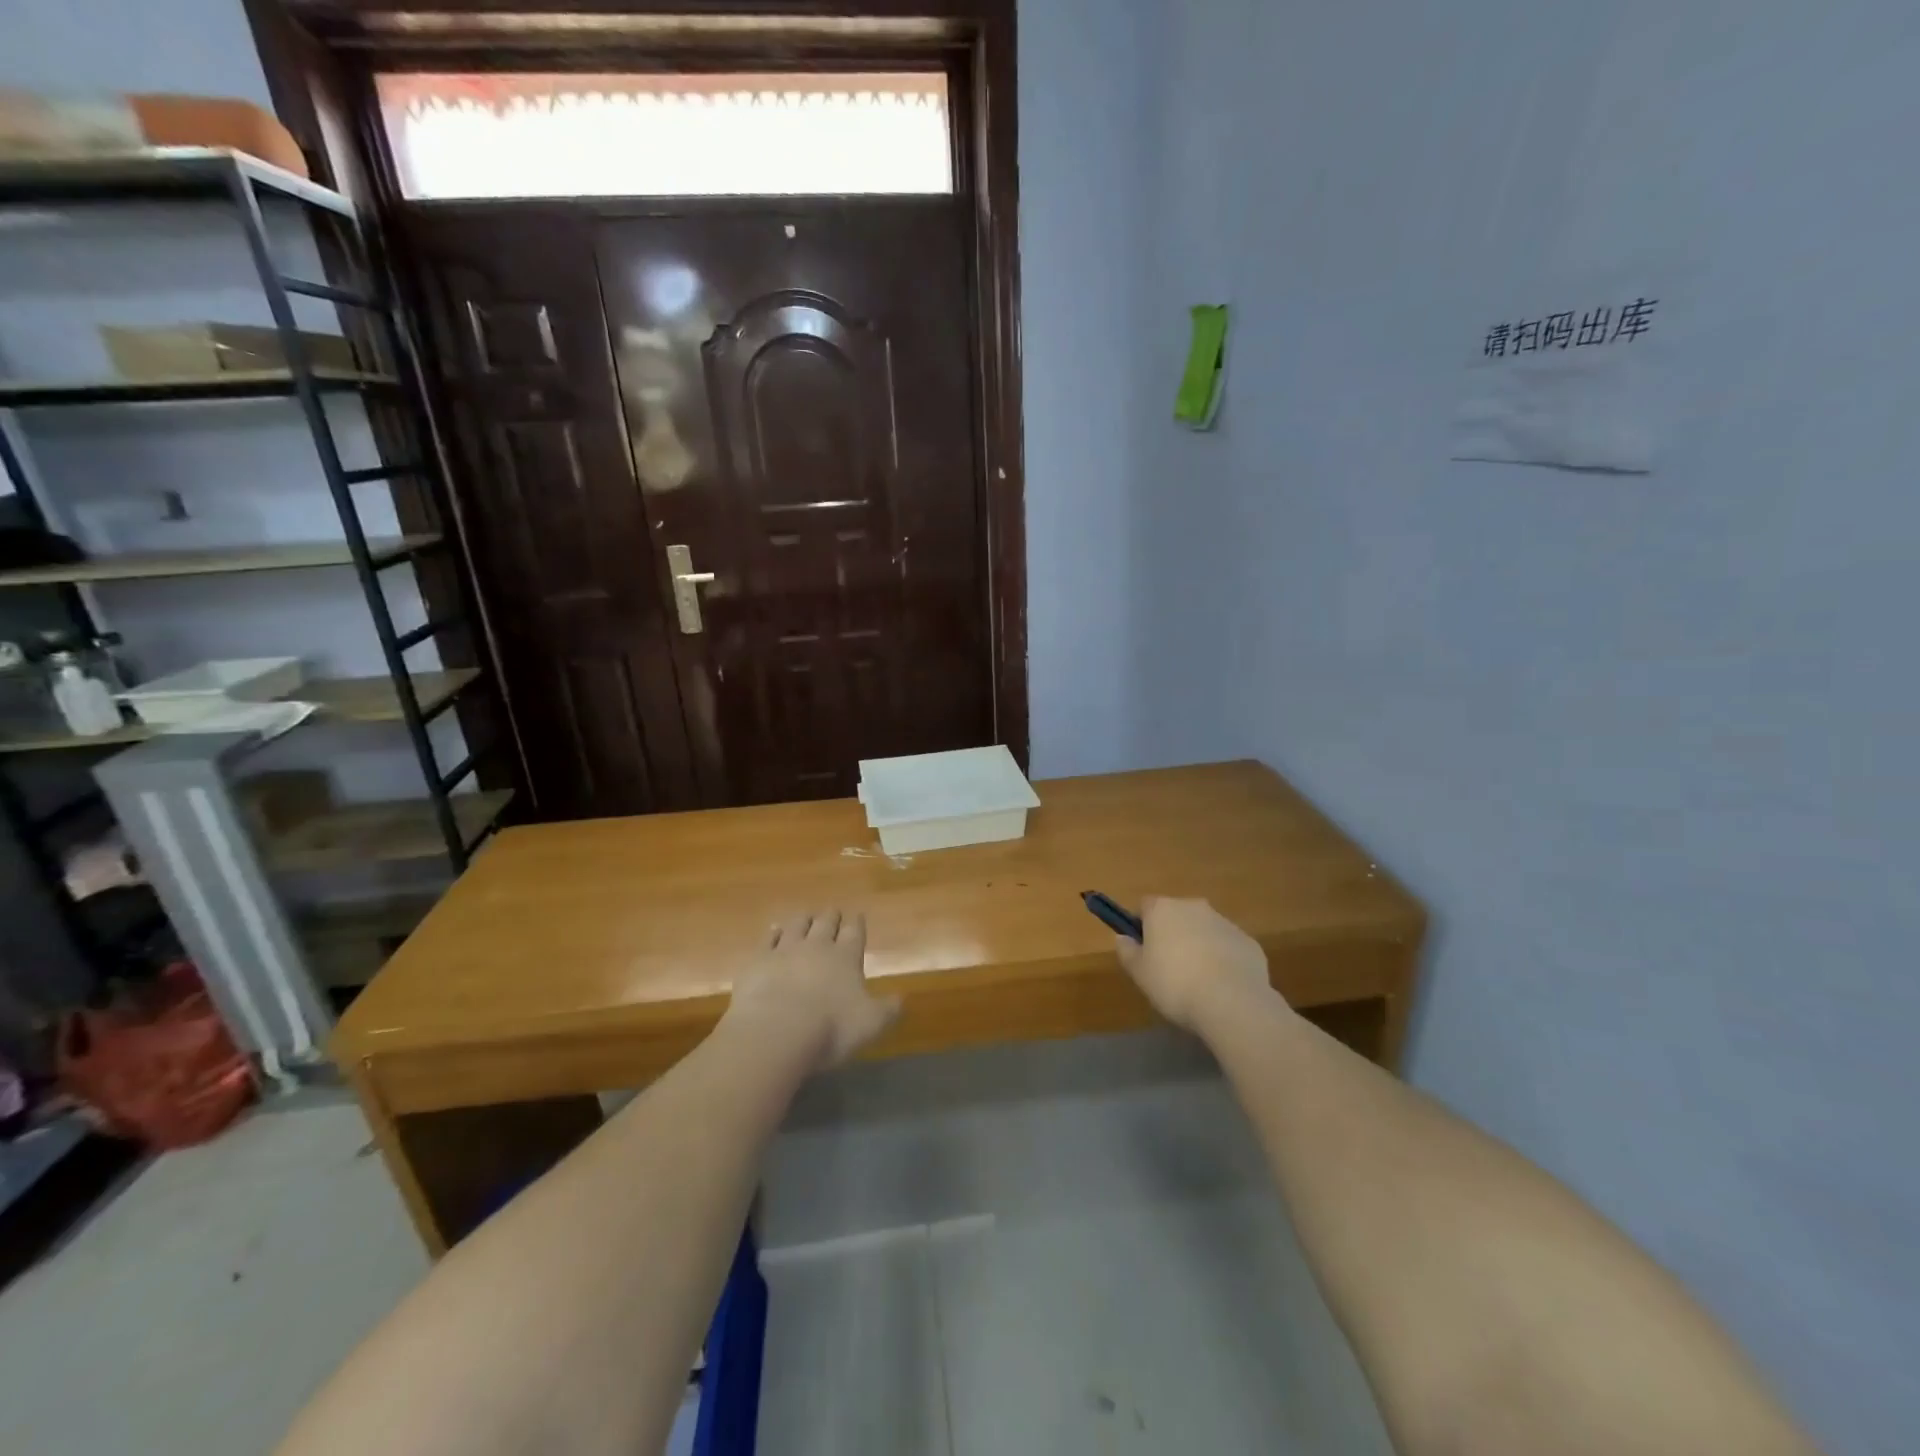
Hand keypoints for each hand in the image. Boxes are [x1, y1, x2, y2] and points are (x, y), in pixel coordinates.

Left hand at [726, 910, 900, 1069]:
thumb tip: (901, 999)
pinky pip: (768, 939)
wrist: (776, 1032)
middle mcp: (817, 946)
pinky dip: (773, 933)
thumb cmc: (830, 1028)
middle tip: (833, 913)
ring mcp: (785, 950)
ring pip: (797, 924)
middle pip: (826, 922)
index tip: (858, 916)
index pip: (854, 932)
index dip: (857, 923)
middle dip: (831, 917)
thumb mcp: (871, 1024)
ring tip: (806, 917)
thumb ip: (888, 1009)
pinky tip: (774, 932)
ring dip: (804, 920)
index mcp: (846, 957)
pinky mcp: (758, 960)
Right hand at [1116, 896, 1272, 1031]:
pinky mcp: (1248, 941)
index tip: (1142, 949)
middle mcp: (1194, 907)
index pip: (1145, 906)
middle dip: (1172, 934)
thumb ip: (1127, 951)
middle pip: (1177, 915)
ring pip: (1204, 929)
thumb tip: (1122, 938)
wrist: (1232, 1001)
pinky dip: (1223, 959)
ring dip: (1198, 945)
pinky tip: (1222, 986)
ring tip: (1197, 981)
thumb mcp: (1139, 973)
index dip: (1141, 925)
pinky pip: (1227, 946)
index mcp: (1163, 909)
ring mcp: (1225, 922)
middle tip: (1168, 967)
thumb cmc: (1175, 984)